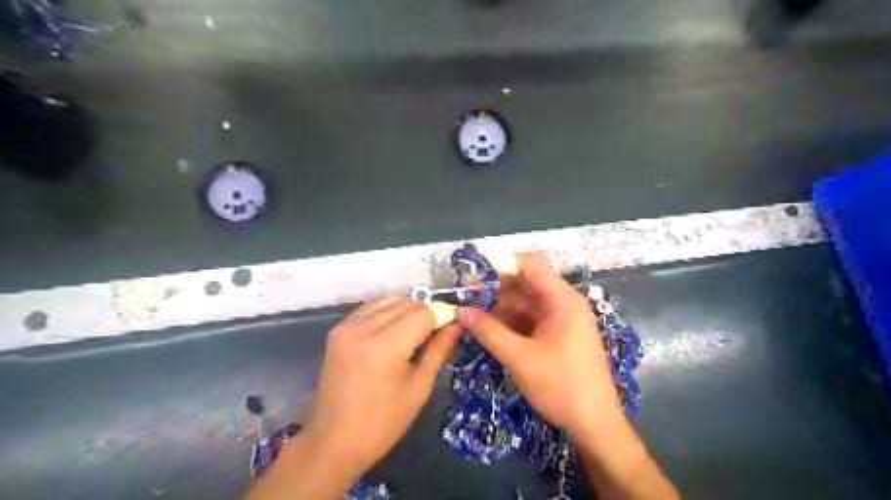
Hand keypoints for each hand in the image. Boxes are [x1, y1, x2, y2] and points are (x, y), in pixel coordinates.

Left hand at [304, 297, 458, 476]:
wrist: (334, 441)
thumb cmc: (383, 422)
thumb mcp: (419, 388)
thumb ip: (438, 350)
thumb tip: (456, 324)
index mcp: (385, 345)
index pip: (423, 312)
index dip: (441, 316)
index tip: (451, 327)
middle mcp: (363, 327)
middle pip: (406, 303)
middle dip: (425, 313)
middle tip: (435, 334)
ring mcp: (347, 326)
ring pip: (389, 300)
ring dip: (407, 309)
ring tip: (414, 332)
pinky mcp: (338, 330)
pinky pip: (371, 307)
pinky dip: (387, 311)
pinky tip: (394, 329)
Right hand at [455, 256, 621, 441]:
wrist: (595, 425)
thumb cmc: (561, 386)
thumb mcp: (520, 358)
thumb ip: (488, 331)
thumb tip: (460, 311)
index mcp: (562, 300)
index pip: (531, 265)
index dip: (502, 264)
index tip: (475, 274)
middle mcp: (564, 304)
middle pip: (527, 284)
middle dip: (497, 290)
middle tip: (467, 298)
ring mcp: (563, 321)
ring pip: (527, 304)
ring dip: (502, 309)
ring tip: (474, 317)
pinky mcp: (559, 336)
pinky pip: (532, 320)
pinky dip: (512, 323)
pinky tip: (491, 332)